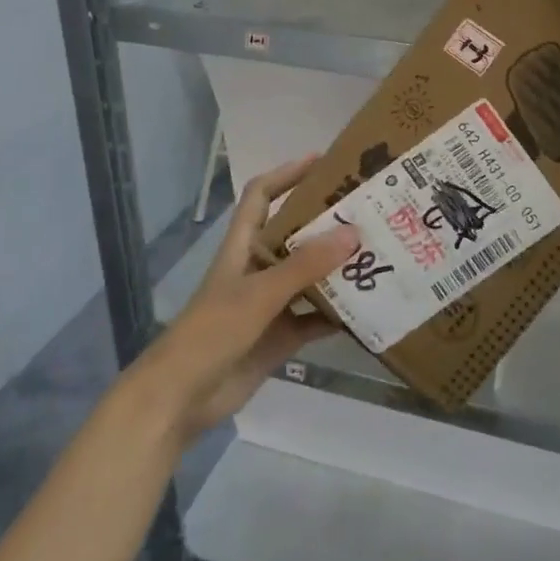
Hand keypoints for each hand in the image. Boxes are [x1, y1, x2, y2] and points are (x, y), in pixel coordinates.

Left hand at [130, 156, 355, 444]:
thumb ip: (305, 265)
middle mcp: (259, 268)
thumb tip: (353, 232)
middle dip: (328, 222)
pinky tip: (368, 310)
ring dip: (339, 269)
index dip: (287, 174)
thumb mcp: (260, 293)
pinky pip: (316, 318)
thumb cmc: (212, 332)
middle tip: (369, 210)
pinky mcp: (280, 336)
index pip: (262, 195)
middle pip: (296, 233)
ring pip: (310, 276)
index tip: (323, 161)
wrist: (181, 399)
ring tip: (379, 254)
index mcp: (243, 246)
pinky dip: (338, 315)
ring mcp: (270, 303)